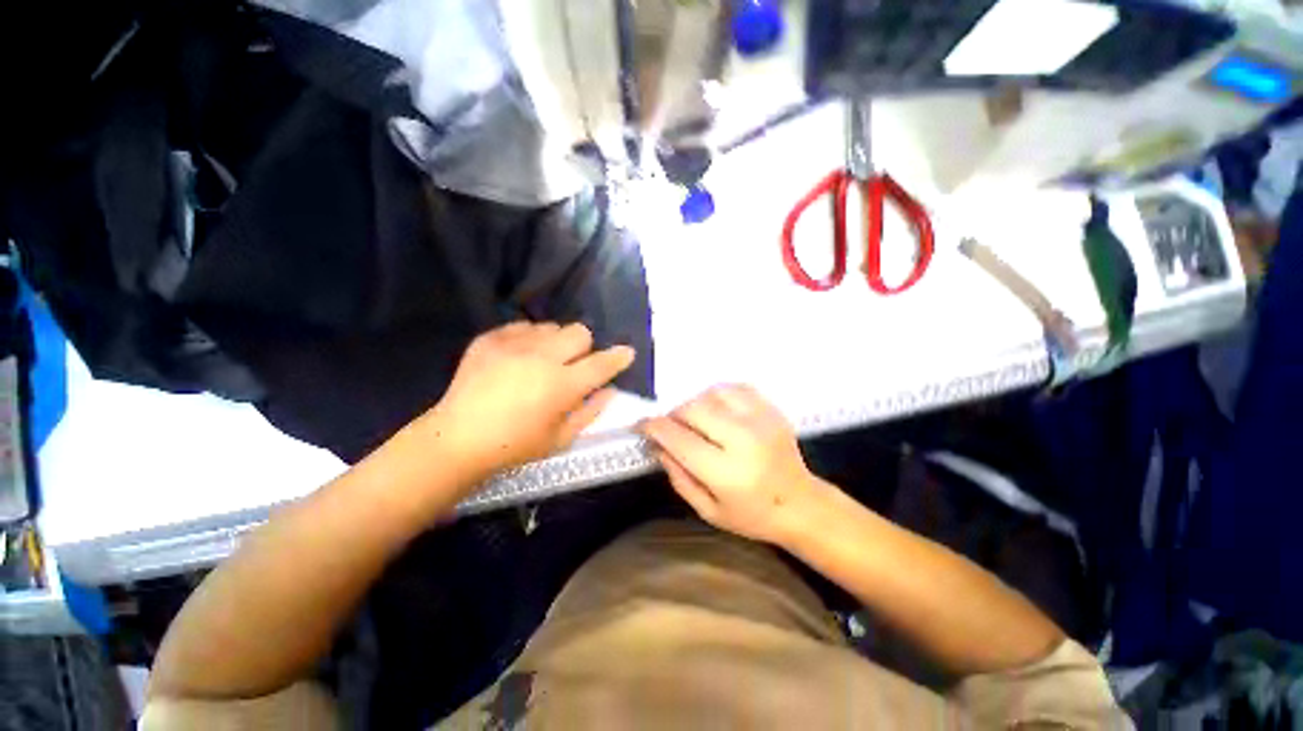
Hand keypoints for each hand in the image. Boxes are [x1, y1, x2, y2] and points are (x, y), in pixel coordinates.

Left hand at [427, 321, 634, 477]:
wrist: (457, 439)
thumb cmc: (515, 446)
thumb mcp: (561, 438)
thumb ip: (591, 411)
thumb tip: (610, 390)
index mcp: (562, 385)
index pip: (602, 363)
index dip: (619, 357)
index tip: (626, 353)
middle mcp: (542, 357)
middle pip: (579, 332)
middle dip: (584, 347)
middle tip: (572, 365)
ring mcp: (513, 344)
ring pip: (552, 326)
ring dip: (556, 342)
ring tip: (542, 361)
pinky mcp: (490, 339)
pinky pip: (523, 326)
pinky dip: (529, 339)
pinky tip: (518, 358)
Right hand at [641, 384, 828, 544]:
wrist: (801, 504)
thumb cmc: (751, 515)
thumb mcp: (707, 509)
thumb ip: (678, 476)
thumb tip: (657, 444)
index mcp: (727, 473)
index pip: (679, 439)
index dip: (654, 428)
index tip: (641, 425)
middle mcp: (744, 440)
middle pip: (693, 409)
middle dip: (674, 415)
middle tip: (671, 428)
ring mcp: (761, 420)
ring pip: (712, 393)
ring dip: (695, 404)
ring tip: (696, 421)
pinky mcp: (772, 410)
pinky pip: (735, 387)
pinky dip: (718, 394)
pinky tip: (717, 410)